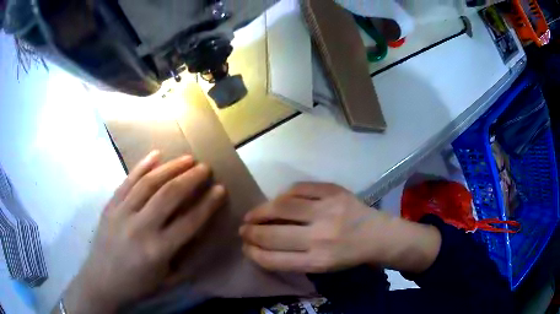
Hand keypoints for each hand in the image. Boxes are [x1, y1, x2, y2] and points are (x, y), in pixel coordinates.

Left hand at [61, 151, 225, 313]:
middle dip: (190, 178)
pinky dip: (142, 166)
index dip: (207, 204)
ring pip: (149, 183)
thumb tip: (199, 234)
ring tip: (186, 158)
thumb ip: (185, 258)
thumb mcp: (167, 280)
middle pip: (169, 195)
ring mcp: (122, 213)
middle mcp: (141, 227)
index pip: (189, 221)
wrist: (101, 281)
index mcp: (158, 250)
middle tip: (205, 167)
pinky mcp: (110, 206)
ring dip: (170, 167)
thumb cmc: (137, 285)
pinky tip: (155, 154)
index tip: (220, 189)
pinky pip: (127, 181)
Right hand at [240, 183, 440, 273]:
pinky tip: (278, 200)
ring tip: (252, 214)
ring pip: (282, 206)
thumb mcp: (321, 266)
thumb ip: (292, 259)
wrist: (378, 234)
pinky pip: (299, 188)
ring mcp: (328, 210)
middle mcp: (321, 237)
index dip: (253, 253)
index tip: (245, 247)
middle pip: (273, 234)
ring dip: (260, 211)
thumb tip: (261, 245)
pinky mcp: (334, 191)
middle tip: (243, 230)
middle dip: (251, 232)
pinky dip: (284, 194)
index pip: (273, 259)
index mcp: (318, 261)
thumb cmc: (347, 255)